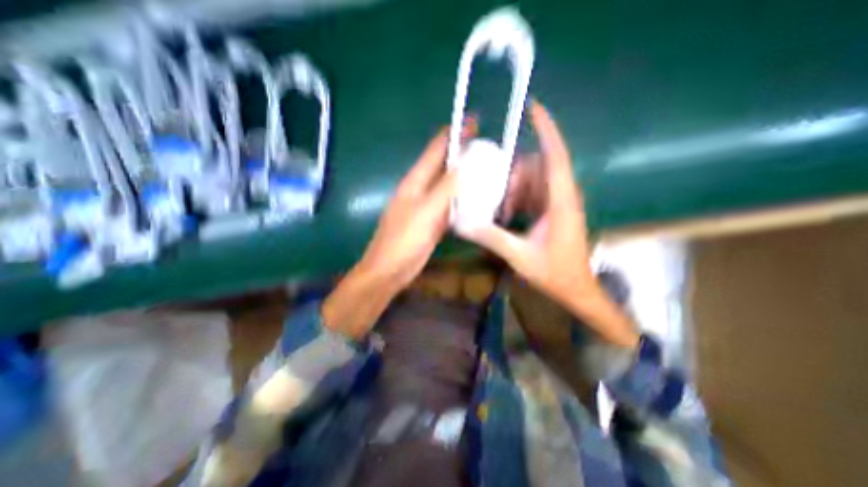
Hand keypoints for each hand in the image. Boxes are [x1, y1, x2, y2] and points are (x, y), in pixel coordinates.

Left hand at [320, 121, 474, 338]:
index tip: (474, 121)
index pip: (436, 149)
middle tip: (490, 150)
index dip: (454, 133)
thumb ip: (446, 188)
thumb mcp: (425, 211)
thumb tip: (466, 165)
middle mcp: (422, 189)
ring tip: (490, 172)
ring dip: (467, 179)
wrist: (391, 269)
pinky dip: (465, 201)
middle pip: (445, 167)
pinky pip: (452, 206)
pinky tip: (479, 200)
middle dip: (465, 156)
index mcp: (415, 181)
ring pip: (450, 187)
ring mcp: (428, 206)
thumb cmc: (403, 239)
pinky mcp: (434, 222)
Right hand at [457, 100, 639, 347]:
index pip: (556, 156)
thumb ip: (492, 237)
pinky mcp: (552, 211)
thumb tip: (464, 223)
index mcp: (561, 201)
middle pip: (536, 168)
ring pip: (532, 181)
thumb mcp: (520, 256)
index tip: (532, 108)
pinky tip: (505, 214)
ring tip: (499, 208)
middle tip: (495, 189)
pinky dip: (517, 199)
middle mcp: (562, 196)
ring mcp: (557, 203)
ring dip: (513, 190)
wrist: (576, 289)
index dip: (546, 130)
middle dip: (514, 175)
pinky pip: (531, 194)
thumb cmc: (555, 273)